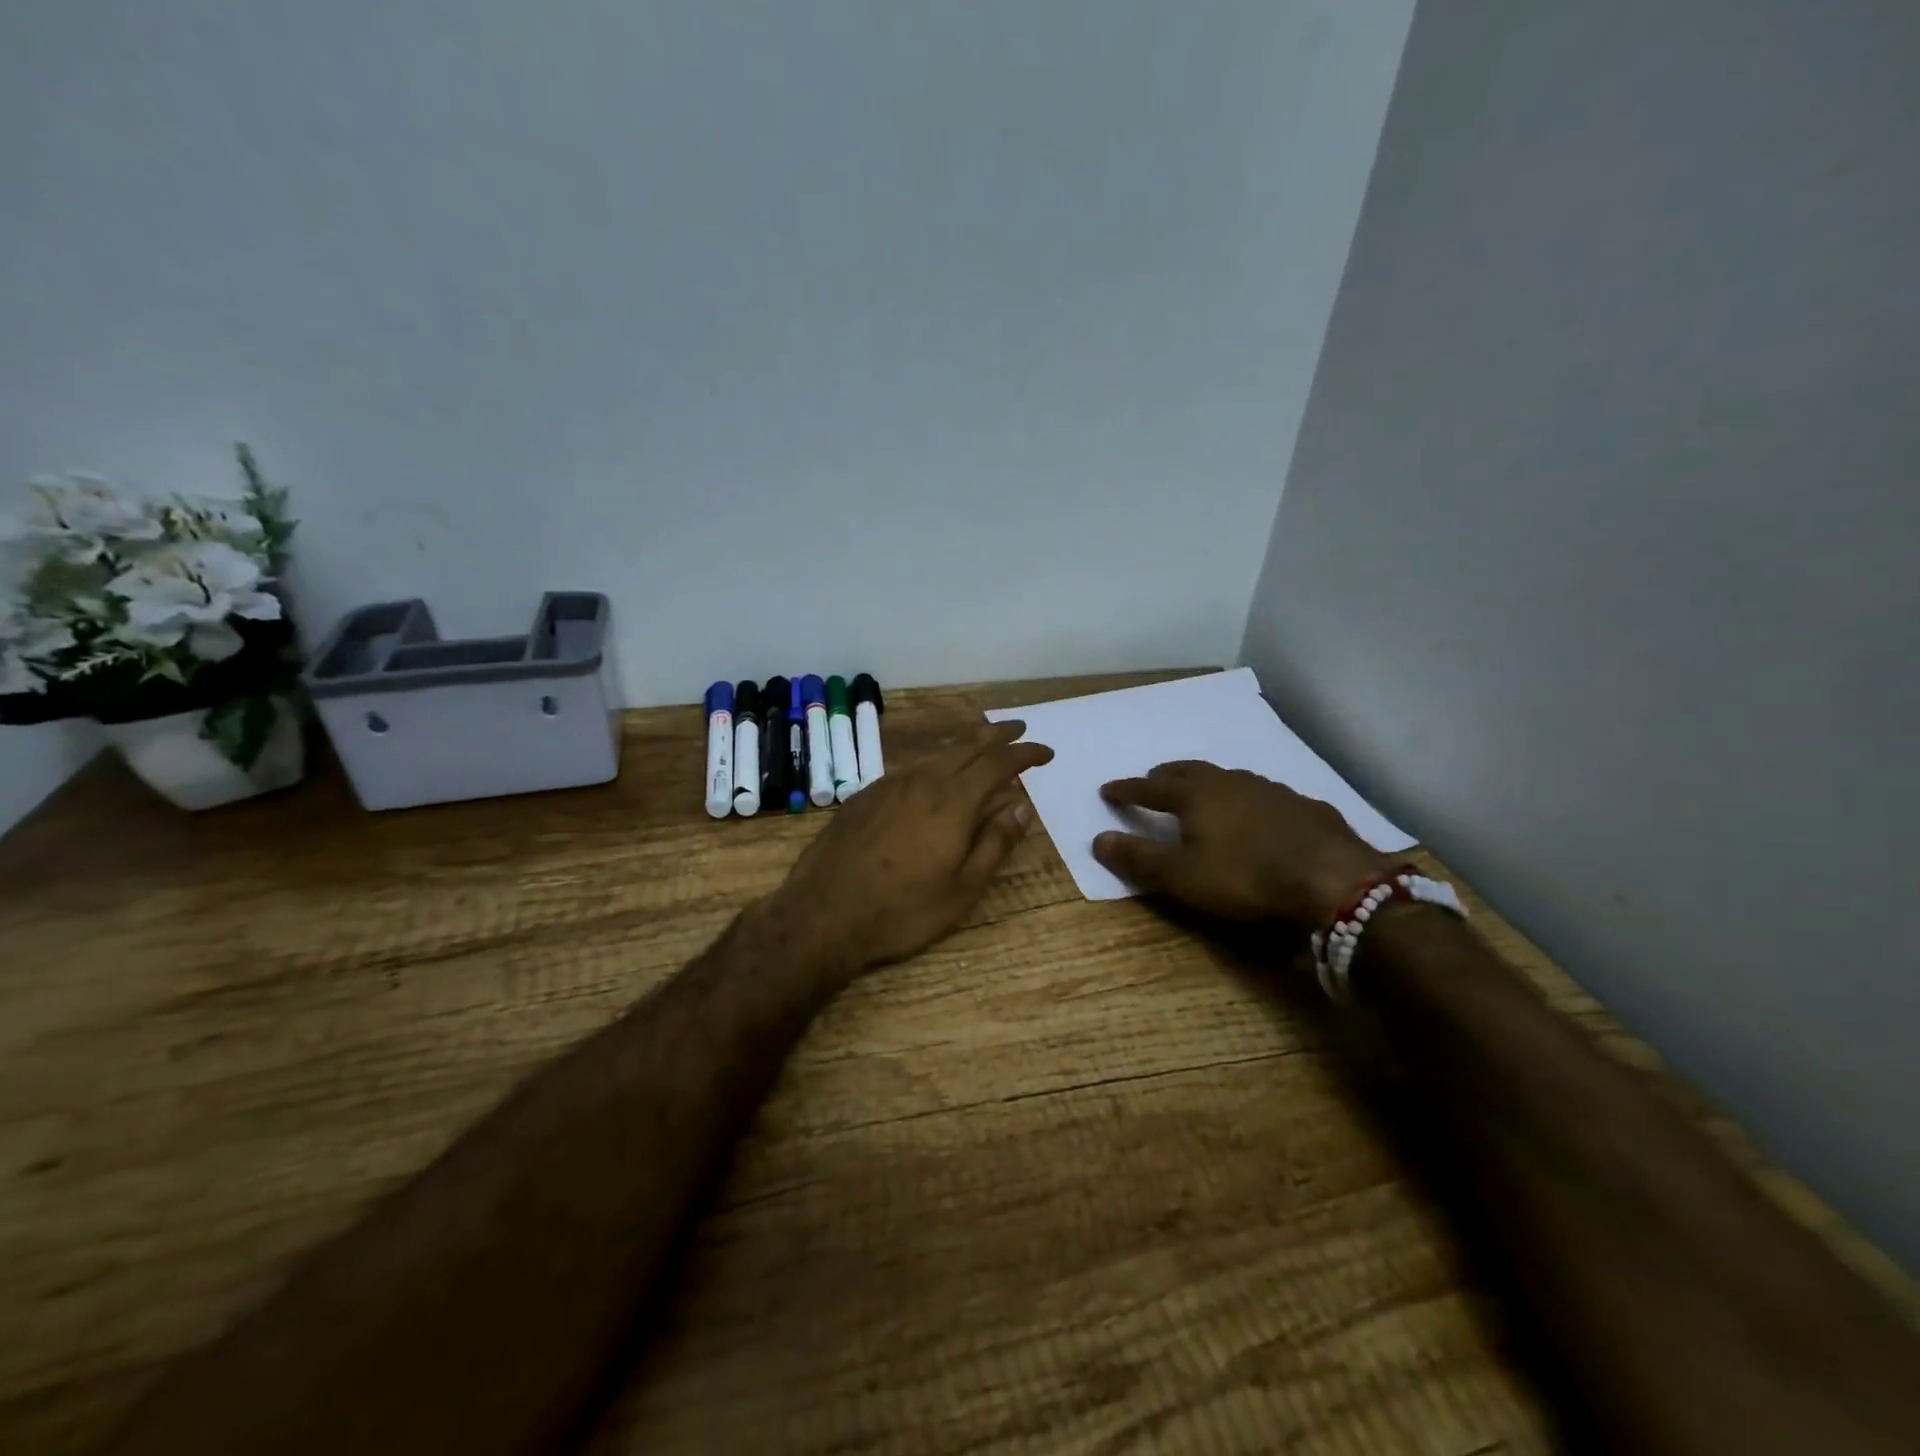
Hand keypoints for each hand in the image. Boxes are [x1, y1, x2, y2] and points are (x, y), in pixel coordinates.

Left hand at [766, 720, 1053, 976]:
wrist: (822, 914)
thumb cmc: (901, 911)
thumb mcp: (962, 889)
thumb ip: (995, 843)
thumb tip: (1021, 807)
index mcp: (952, 801)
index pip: (998, 763)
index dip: (1025, 754)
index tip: (1046, 752)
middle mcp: (922, 781)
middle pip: (967, 745)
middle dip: (998, 735)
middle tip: (1019, 729)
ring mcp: (888, 785)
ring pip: (936, 755)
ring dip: (964, 747)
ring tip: (981, 748)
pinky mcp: (864, 796)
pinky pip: (910, 769)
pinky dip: (934, 764)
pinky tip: (933, 778)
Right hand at [1091, 761, 1393, 926]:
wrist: (1335, 882)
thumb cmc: (1245, 879)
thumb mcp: (1181, 877)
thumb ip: (1138, 858)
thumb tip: (1097, 838)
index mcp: (1196, 795)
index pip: (1149, 787)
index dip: (1126, 790)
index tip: (1107, 789)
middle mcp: (1231, 782)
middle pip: (1190, 771)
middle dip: (1166, 776)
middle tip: (1153, 781)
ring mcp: (1272, 790)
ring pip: (1229, 778)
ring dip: (1208, 784)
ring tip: (1202, 795)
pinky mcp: (1306, 807)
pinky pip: (1264, 795)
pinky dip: (1247, 800)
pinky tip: (1257, 816)